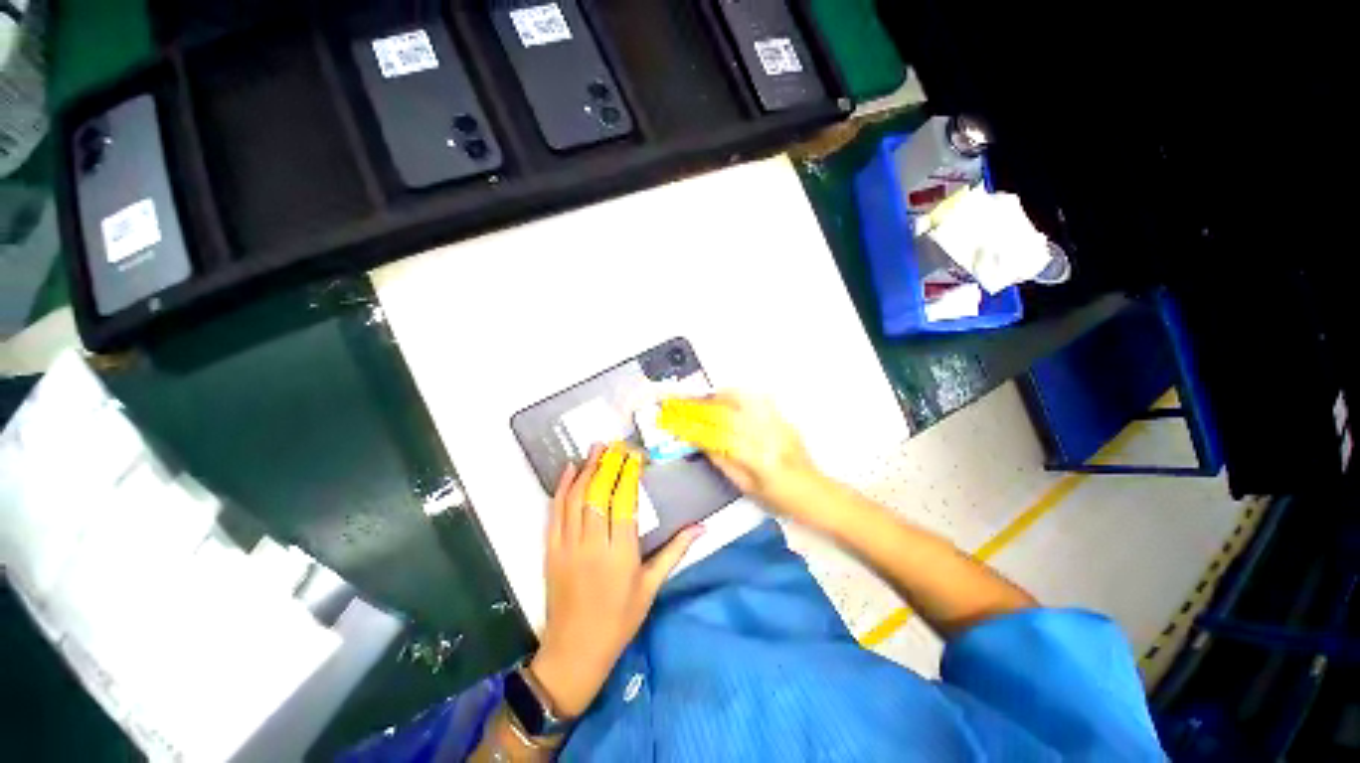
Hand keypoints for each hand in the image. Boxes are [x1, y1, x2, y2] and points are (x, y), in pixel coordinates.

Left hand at [530, 443, 702, 717]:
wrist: (575, 651)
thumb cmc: (620, 620)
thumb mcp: (651, 587)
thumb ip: (675, 552)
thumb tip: (701, 528)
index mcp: (622, 553)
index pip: (626, 502)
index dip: (629, 474)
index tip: (634, 455)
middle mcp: (594, 544)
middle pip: (600, 493)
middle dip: (608, 464)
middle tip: (615, 444)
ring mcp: (568, 546)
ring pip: (577, 498)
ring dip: (586, 469)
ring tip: (595, 448)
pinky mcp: (552, 550)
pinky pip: (555, 512)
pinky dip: (562, 488)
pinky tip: (569, 470)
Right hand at [658, 392, 817, 509]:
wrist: (816, 493)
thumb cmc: (780, 499)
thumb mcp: (746, 487)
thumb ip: (723, 462)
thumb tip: (702, 443)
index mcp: (757, 459)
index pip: (717, 436)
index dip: (694, 427)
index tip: (676, 421)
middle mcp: (767, 437)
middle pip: (728, 414)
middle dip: (702, 407)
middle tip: (684, 403)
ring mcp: (777, 425)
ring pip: (744, 400)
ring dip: (720, 396)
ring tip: (704, 398)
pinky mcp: (784, 419)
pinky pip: (759, 400)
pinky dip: (741, 395)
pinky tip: (730, 397)